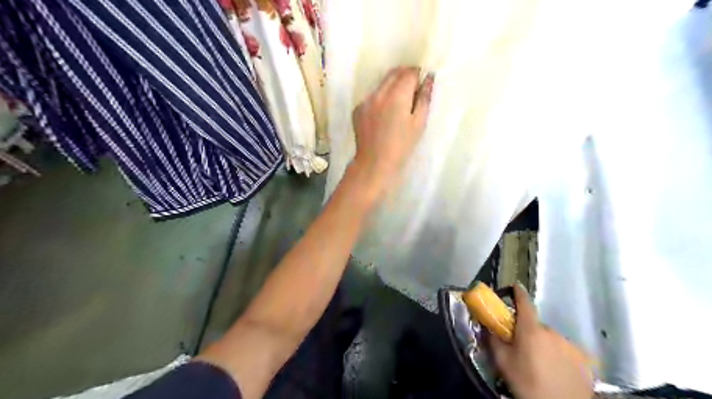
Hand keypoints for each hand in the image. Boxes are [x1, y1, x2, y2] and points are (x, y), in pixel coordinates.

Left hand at [350, 67, 432, 200]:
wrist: (375, 163)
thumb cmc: (402, 146)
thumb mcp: (419, 123)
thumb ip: (424, 98)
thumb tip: (429, 78)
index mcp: (396, 95)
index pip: (409, 72)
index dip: (418, 75)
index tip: (422, 84)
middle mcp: (378, 92)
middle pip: (393, 73)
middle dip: (405, 76)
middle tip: (413, 91)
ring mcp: (365, 101)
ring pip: (381, 84)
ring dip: (392, 87)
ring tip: (398, 106)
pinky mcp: (357, 109)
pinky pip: (372, 97)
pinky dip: (380, 99)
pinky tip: (384, 116)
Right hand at [491, 285, 596, 397]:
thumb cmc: (527, 383)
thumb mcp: (503, 362)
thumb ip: (493, 340)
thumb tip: (486, 326)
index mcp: (531, 329)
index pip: (524, 303)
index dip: (518, 293)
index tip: (514, 287)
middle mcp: (552, 332)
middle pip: (536, 325)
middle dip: (528, 332)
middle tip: (522, 347)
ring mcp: (570, 344)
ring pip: (551, 338)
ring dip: (544, 344)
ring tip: (540, 364)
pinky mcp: (583, 359)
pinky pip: (565, 350)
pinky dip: (559, 356)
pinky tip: (556, 371)